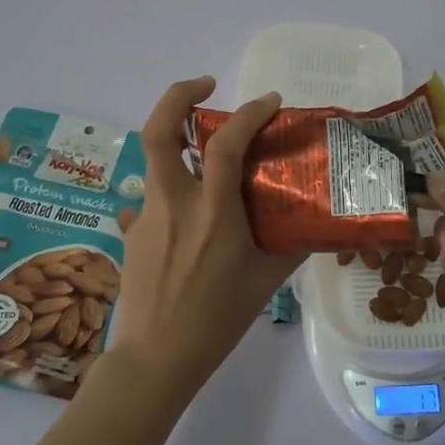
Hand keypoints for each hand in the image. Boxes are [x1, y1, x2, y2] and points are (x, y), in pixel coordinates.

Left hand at [101, 77, 304, 398]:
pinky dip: (173, 187)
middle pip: (159, 131)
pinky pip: (153, 195)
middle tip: (206, 86)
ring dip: (177, 138)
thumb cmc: (217, 321)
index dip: (248, 113)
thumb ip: (289, 246)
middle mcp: (174, 203)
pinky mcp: (133, 232)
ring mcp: (147, 215)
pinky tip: (189, 212)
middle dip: (178, 96)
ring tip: (203, 145)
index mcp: (212, 213)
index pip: (224, 145)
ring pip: (153, 157)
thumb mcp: (266, 283)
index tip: (271, 101)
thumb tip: (312, 222)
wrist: (156, 358)